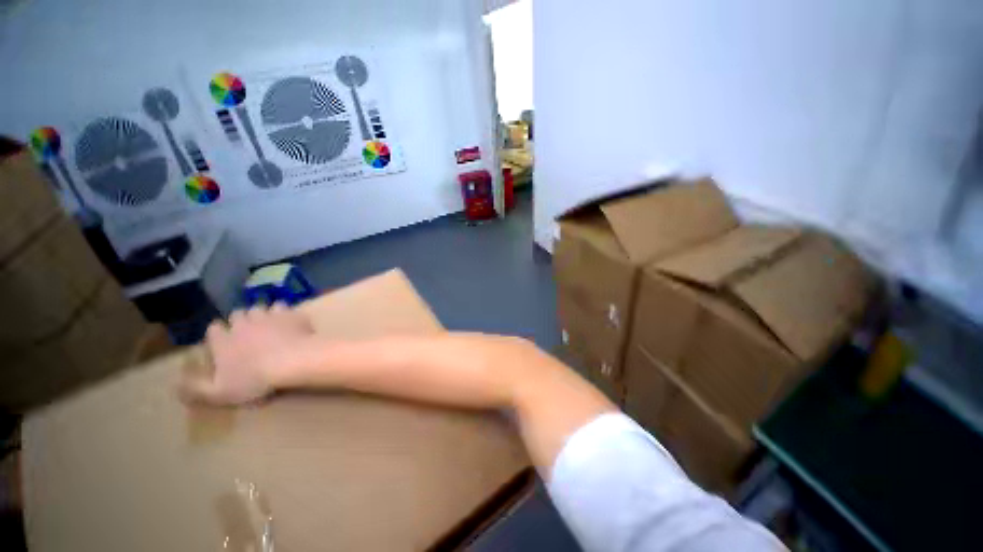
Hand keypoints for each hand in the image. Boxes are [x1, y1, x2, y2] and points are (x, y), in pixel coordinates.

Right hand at [179, 302, 314, 404]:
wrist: (293, 360)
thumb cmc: (255, 379)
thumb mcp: (220, 393)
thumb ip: (196, 389)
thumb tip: (175, 385)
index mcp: (223, 341)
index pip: (213, 330)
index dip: (218, 334)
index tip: (223, 340)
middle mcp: (242, 324)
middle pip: (236, 315)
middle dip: (240, 321)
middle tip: (248, 331)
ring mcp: (266, 316)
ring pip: (258, 308)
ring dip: (261, 314)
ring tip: (267, 323)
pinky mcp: (288, 313)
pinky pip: (282, 306)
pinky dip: (283, 311)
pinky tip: (287, 319)